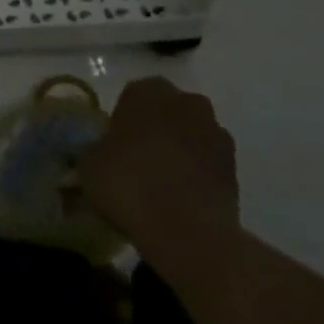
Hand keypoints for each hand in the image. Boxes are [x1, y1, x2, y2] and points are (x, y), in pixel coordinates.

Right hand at [78, 77, 240, 277]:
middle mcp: (186, 102)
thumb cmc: (129, 185)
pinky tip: (179, 200)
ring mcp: (216, 132)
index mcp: (148, 92)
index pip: (132, 96)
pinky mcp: (234, 166)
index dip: (121, 121)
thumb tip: (96, 151)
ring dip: (178, 151)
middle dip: (154, 130)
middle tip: (135, 162)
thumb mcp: (88, 166)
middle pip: (165, 112)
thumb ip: (92, 150)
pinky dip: (195, 174)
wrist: (187, 232)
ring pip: (189, 136)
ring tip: (159, 185)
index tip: (113, 146)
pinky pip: (206, 163)